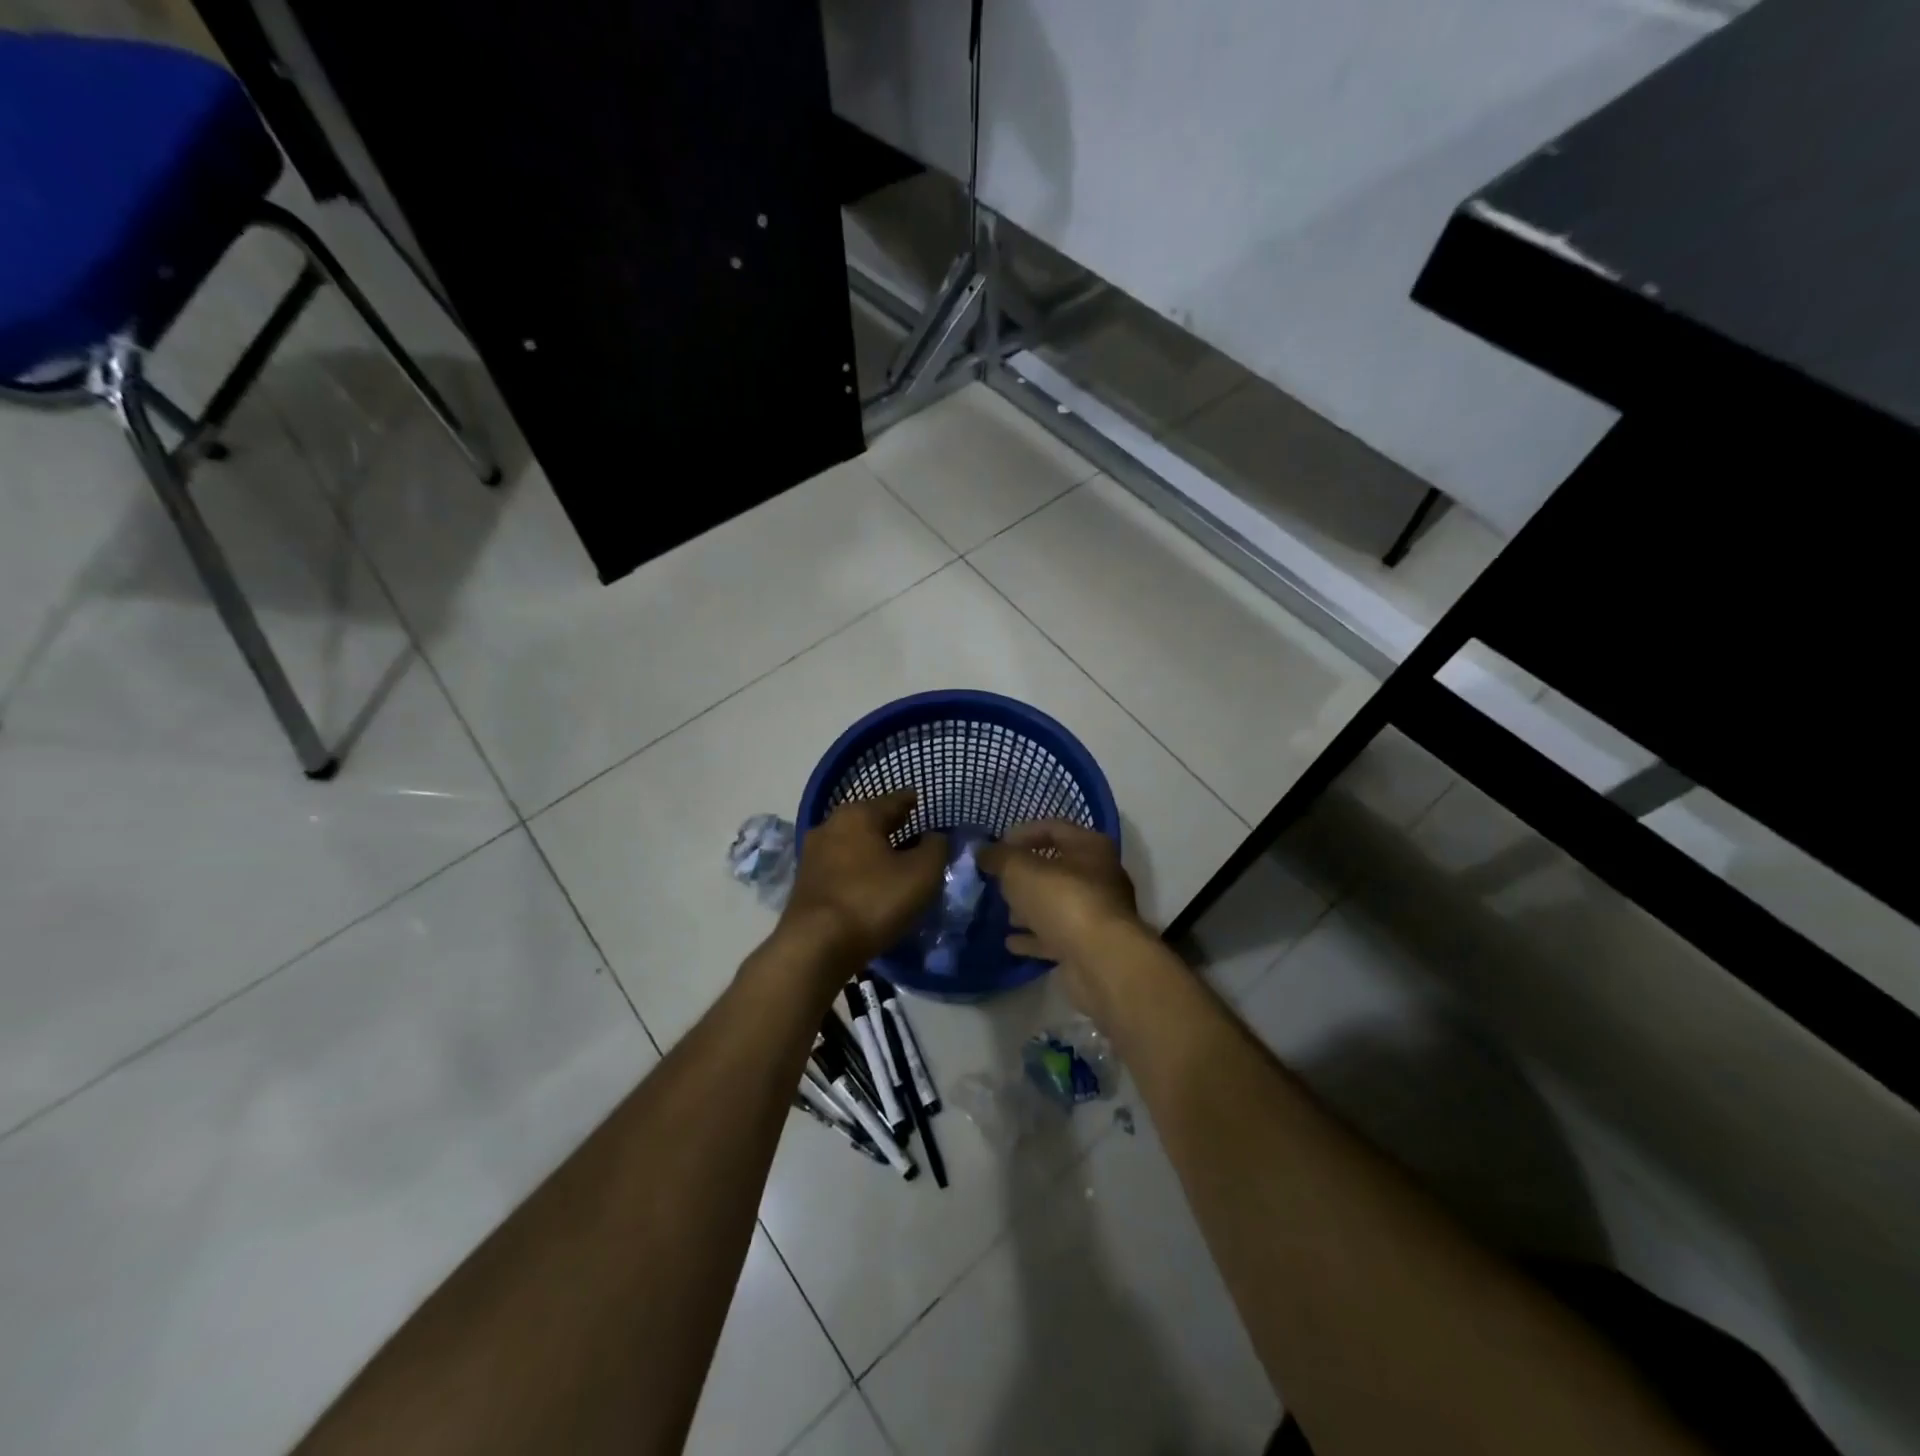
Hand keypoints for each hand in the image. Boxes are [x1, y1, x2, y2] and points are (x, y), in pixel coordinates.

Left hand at [780, 790, 945, 970]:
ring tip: (894, 859)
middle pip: (869, 820)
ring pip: (852, 843)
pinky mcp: (805, 883)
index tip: (920, 800)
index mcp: (859, 815)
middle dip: (891, 824)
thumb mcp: (921, 874)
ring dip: (872, 848)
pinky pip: (841, 866)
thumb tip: (934, 837)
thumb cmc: (873, 900)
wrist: (815, 946)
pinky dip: (858, 868)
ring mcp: (813, 855)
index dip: (910, 801)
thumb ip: (935, 848)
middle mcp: (830, 826)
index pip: (893, 800)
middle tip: (912, 830)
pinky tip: (870, 881)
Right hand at [978, 821, 1146, 1015]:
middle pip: (1056, 867)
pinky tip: (1011, 942)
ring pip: (1056, 903)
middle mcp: (1099, 876)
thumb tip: (983, 851)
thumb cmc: (1063, 900)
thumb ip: (999, 857)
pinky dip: (1035, 937)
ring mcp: (1097, 913)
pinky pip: (1057, 935)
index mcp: (1090, 847)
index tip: (996, 848)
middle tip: (998, 882)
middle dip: (1025, 875)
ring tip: (1003, 913)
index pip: (1053, 828)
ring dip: (1030, 907)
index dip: (1022, 834)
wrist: (1102, 961)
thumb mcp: (1020, 870)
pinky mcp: (1090, 945)